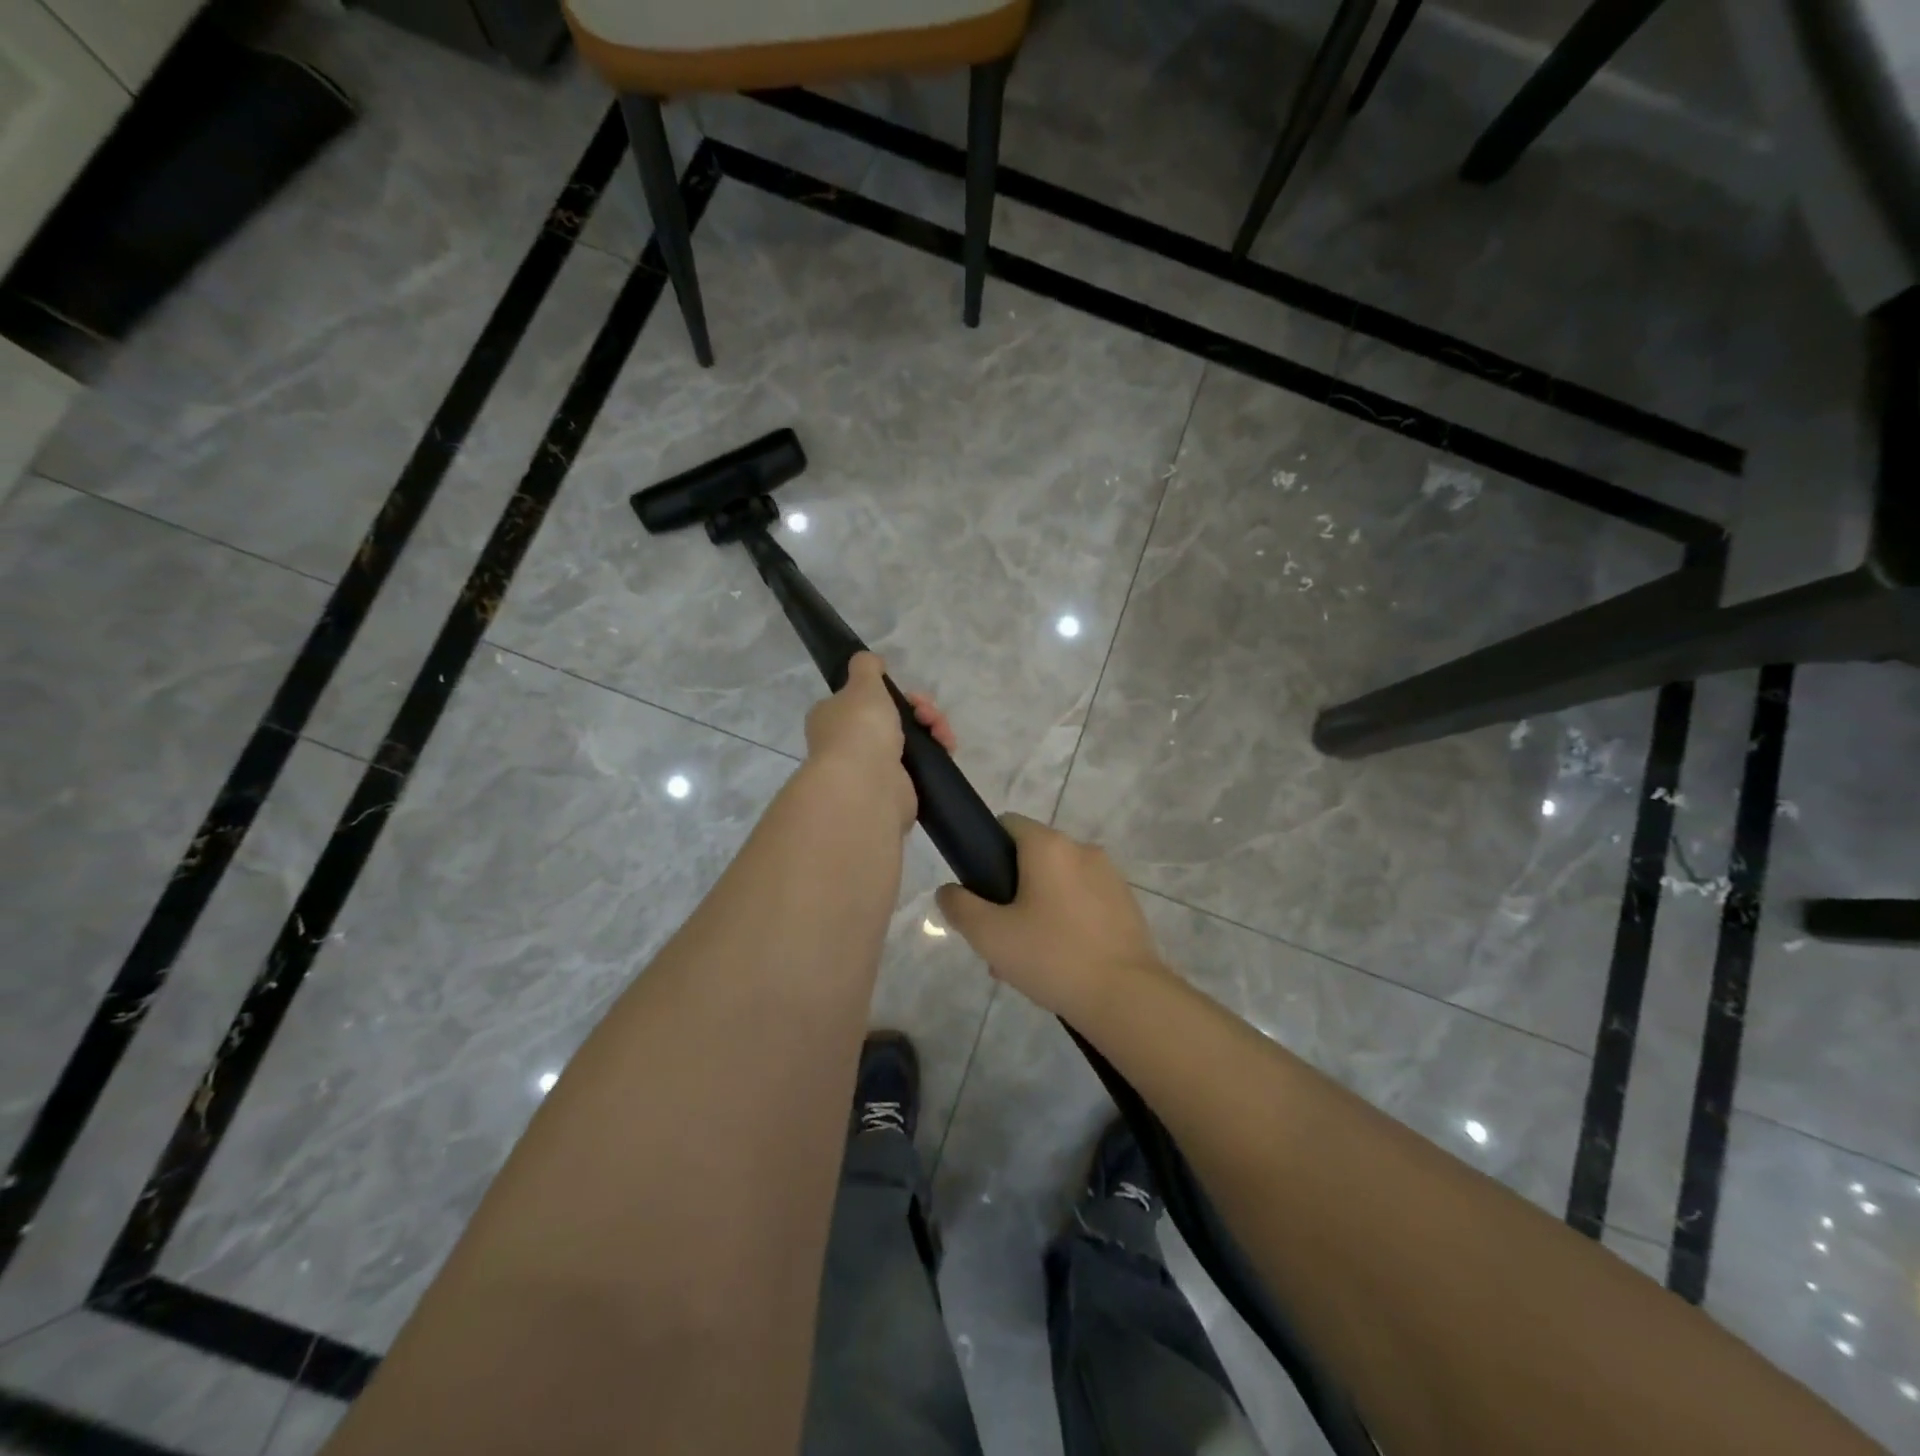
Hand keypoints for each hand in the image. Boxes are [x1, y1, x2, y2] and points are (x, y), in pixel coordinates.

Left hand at [803, 653, 955, 830]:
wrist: (868, 786)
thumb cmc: (859, 729)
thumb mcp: (863, 685)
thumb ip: (866, 667)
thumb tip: (869, 660)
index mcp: (833, 717)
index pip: (862, 699)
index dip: (889, 692)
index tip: (906, 691)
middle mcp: (849, 742)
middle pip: (892, 717)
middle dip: (917, 708)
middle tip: (926, 711)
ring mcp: (873, 766)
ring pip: (910, 738)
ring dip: (932, 727)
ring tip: (940, 731)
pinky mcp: (897, 786)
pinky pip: (921, 762)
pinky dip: (937, 751)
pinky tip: (946, 746)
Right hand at [935, 815, 1162, 1020]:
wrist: (1125, 996)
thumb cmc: (1051, 956)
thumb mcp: (989, 935)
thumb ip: (959, 906)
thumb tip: (949, 890)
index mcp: (1049, 846)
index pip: (1007, 824)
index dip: (985, 850)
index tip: (979, 891)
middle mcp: (1082, 849)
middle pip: (1032, 858)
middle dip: (1010, 892)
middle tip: (998, 937)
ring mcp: (1109, 876)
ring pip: (1058, 883)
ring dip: (1037, 910)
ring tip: (1026, 960)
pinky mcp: (1126, 904)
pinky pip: (1083, 902)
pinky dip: (1066, 921)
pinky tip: (1059, 962)